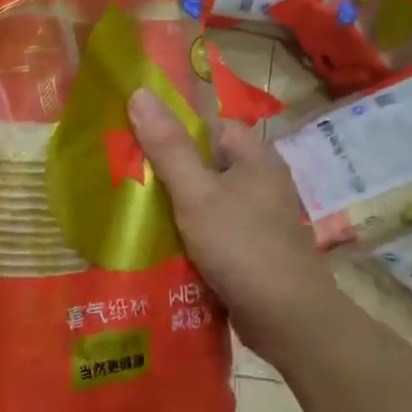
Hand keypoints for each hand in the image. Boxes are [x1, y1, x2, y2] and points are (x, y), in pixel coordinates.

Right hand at [127, 89, 334, 363]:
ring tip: (131, 210)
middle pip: (205, 163)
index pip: (210, 126)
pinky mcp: (250, 248)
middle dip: (167, 171)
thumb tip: (140, 93)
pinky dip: (188, 234)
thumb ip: (168, 147)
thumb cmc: (242, 247)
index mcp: (254, 157)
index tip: (134, 140)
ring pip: (206, 199)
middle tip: (124, 177)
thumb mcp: (197, 194)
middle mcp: (259, 181)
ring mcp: (257, 217)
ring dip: (175, 206)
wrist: (287, 319)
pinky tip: (159, 244)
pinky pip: (212, 230)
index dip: (173, 129)